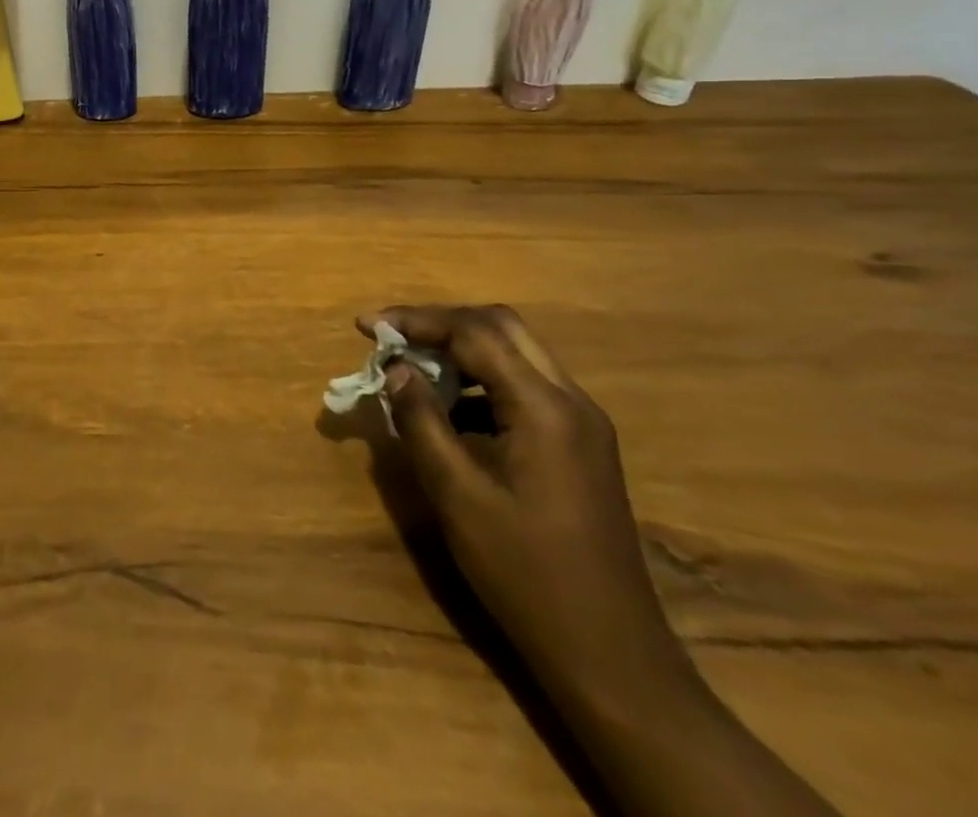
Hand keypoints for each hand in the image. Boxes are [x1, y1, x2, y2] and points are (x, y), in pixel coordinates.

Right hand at [366, 305, 694, 710]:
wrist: (611, 656)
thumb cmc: (526, 574)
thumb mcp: (458, 495)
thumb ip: (421, 421)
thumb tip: (396, 370)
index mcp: (544, 408)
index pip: (474, 332)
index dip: (415, 321)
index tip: (367, 326)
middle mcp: (571, 401)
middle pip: (501, 327)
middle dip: (440, 324)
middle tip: (392, 339)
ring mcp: (582, 423)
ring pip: (515, 354)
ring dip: (461, 350)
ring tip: (412, 370)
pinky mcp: (580, 445)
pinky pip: (525, 387)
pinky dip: (481, 381)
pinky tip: (449, 411)